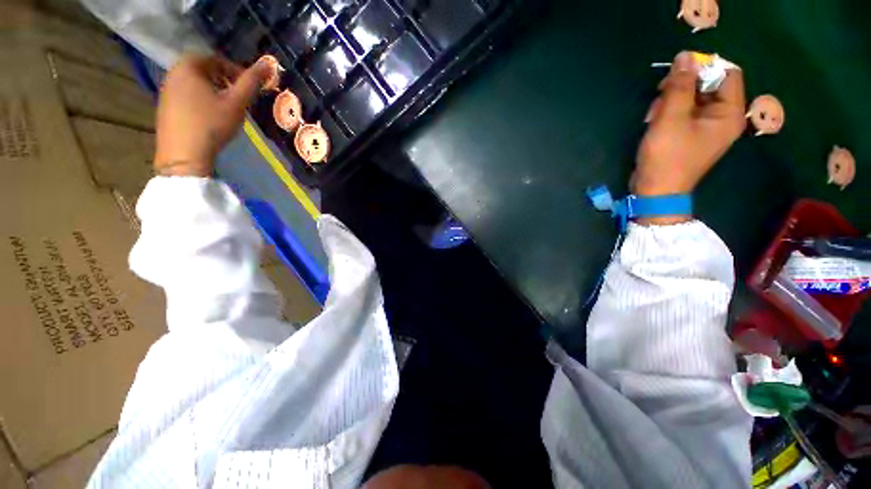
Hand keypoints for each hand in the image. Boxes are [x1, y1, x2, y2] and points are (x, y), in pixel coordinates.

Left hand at [154, 54, 269, 176]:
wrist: (183, 154)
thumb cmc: (211, 124)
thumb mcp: (236, 103)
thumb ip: (251, 82)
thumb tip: (269, 65)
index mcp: (189, 66)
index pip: (217, 59)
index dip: (237, 72)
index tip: (250, 90)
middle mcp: (173, 72)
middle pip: (206, 71)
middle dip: (226, 82)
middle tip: (240, 100)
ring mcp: (166, 90)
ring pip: (196, 84)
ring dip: (214, 92)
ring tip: (227, 110)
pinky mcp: (164, 106)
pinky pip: (187, 96)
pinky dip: (202, 101)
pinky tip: (210, 118)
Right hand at [634, 51, 745, 197]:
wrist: (656, 191)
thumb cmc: (667, 156)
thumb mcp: (671, 118)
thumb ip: (679, 86)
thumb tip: (685, 56)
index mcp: (729, 113)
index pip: (728, 74)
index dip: (704, 67)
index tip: (677, 74)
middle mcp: (724, 118)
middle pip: (709, 85)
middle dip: (683, 86)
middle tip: (659, 95)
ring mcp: (708, 128)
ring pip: (694, 99)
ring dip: (672, 100)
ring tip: (652, 115)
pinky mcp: (692, 136)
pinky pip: (686, 113)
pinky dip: (670, 112)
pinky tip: (654, 122)